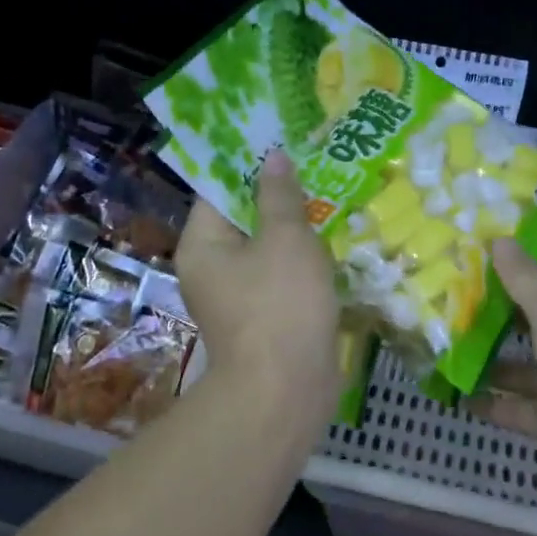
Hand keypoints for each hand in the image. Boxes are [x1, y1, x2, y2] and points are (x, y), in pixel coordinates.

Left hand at [176, 153, 341, 424]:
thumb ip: (280, 196)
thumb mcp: (285, 239)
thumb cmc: (280, 305)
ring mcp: (239, 299)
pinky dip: (302, 264)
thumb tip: (273, 158)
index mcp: (203, 245)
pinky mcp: (266, 320)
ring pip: (268, 252)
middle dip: (279, 198)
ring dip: (296, 232)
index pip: (219, 191)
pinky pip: (282, 280)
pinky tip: (333, 247)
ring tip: (332, 200)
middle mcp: (212, 270)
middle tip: (316, 169)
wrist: (286, 390)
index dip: (250, 166)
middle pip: (244, 221)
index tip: (283, 145)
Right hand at [466, 242, 536, 498]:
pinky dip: (491, 403)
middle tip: (446, 294)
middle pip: (531, 315)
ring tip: (440, 344)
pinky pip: (517, 407)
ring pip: (519, 363)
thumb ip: (524, 277)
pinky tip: (456, 395)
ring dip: (486, 356)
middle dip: (494, 307)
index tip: (483, 247)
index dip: (525, 256)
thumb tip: (501, 238)